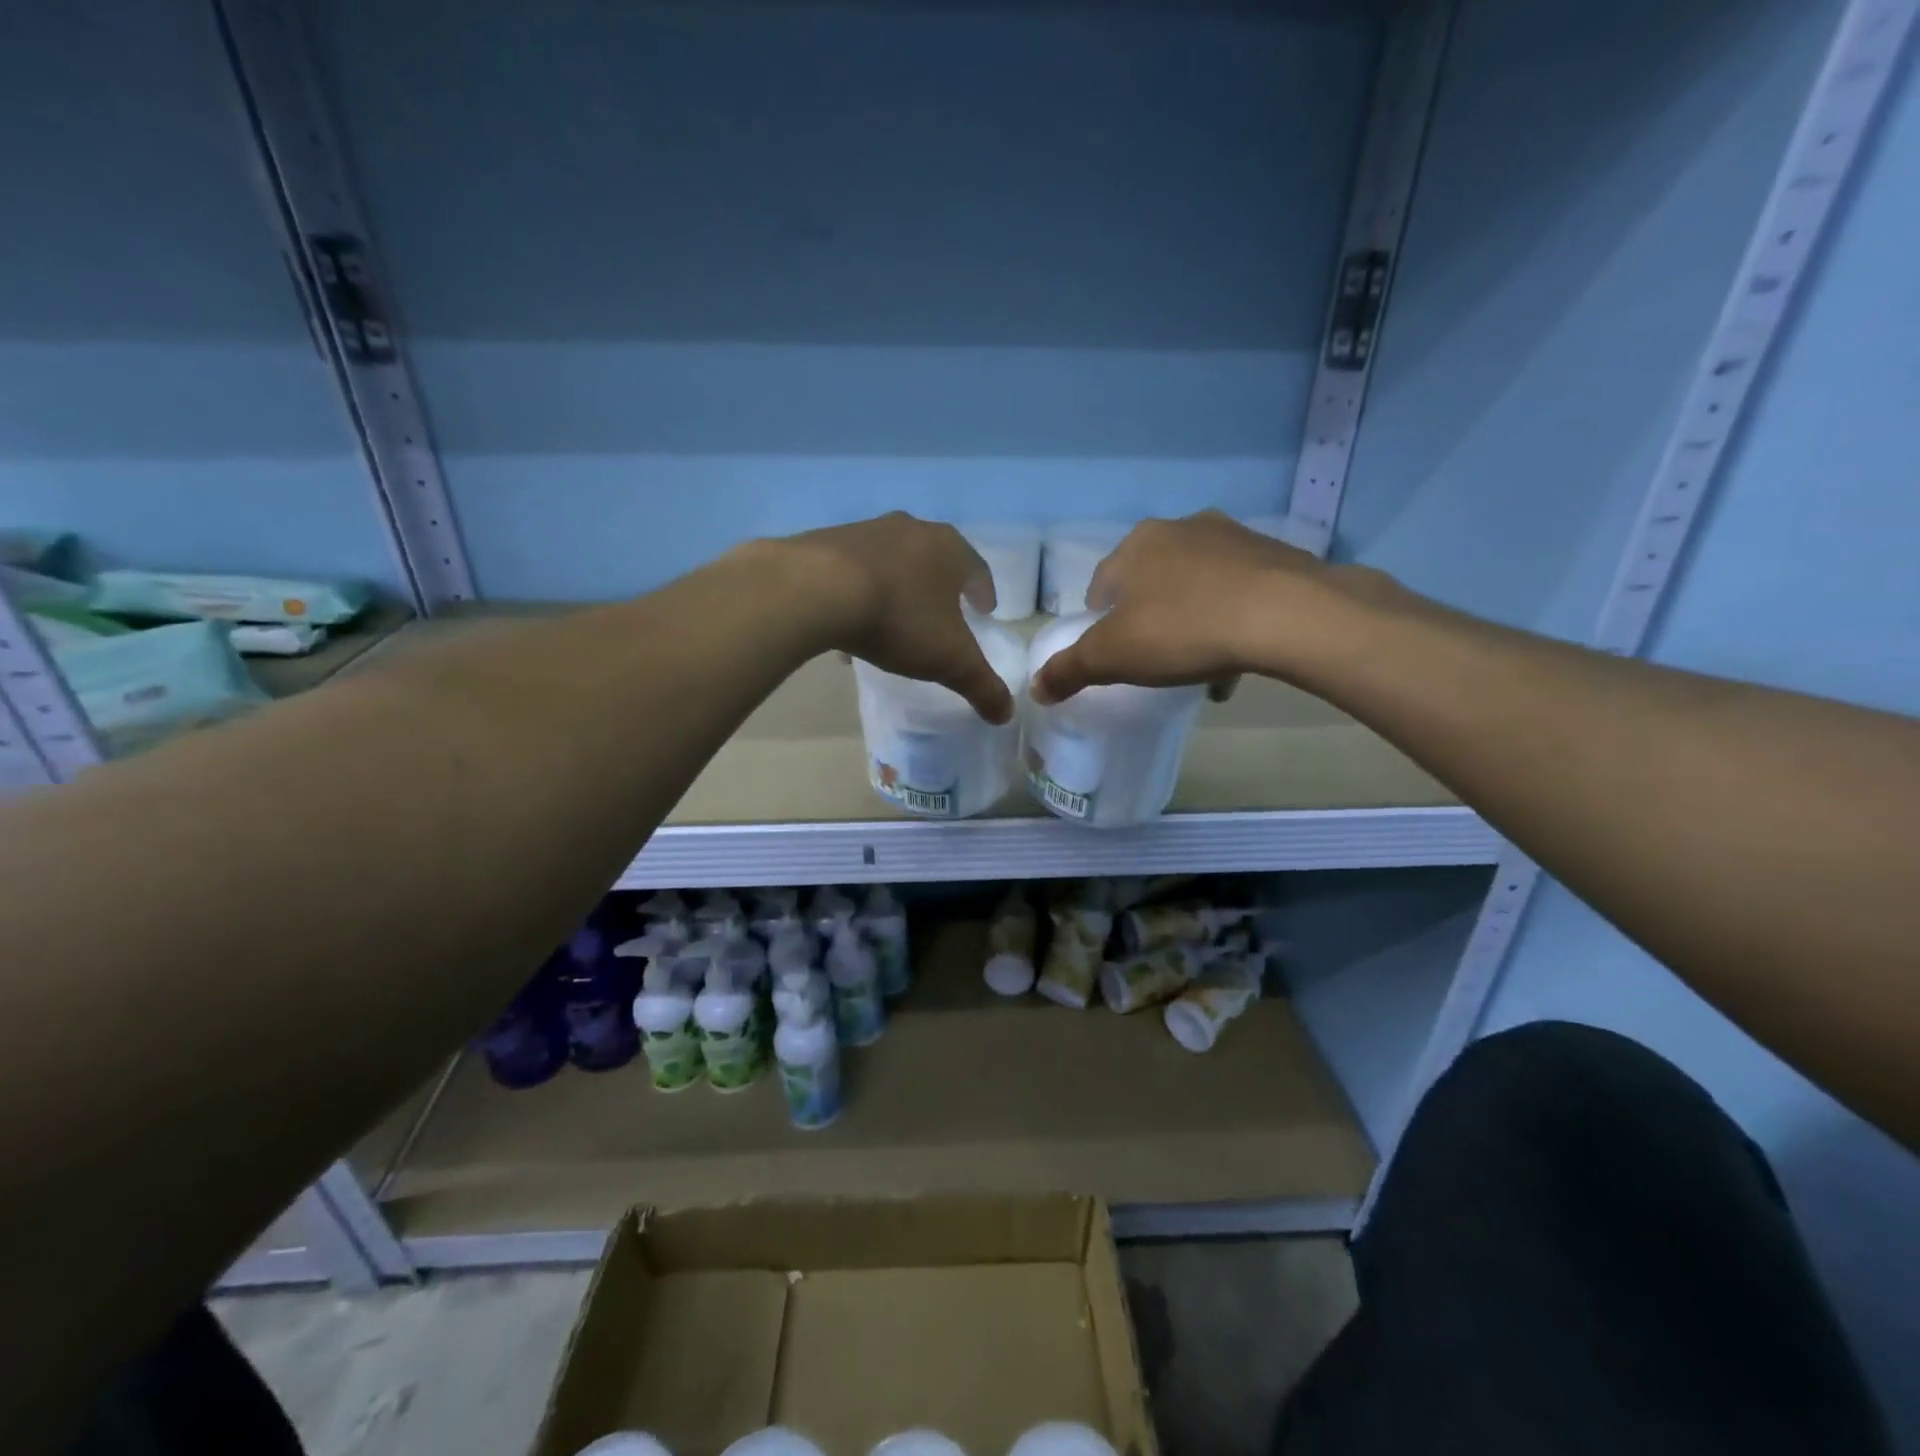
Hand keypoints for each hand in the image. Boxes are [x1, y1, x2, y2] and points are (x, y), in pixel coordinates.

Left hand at [773, 512, 1015, 724]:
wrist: (817, 590)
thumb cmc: (899, 619)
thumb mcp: (950, 661)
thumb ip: (982, 686)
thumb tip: (1007, 714)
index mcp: (949, 549)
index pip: (977, 569)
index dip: (983, 592)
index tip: (984, 610)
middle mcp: (911, 529)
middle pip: (934, 559)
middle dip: (940, 587)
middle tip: (943, 612)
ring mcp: (866, 531)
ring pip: (891, 564)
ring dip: (897, 589)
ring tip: (893, 623)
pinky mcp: (826, 541)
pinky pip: (852, 572)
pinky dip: (858, 594)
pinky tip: (848, 627)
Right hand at [1029, 511, 1389, 704]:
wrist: (1285, 614)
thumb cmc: (1182, 629)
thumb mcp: (1112, 658)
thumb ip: (1070, 670)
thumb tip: (1035, 688)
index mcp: (1137, 545)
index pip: (1103, 582)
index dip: (1101, 619)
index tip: (1113, 650)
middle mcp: (1182, 529)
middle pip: (1152, 579)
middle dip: (1149, 615)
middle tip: (1155, 654)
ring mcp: (1234, 537)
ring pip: (1199, 584)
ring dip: (1193, 616)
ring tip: (1201, 660)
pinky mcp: (1276, 555)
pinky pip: (1241, 591)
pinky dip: (1233, 618)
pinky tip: (1239, 655)